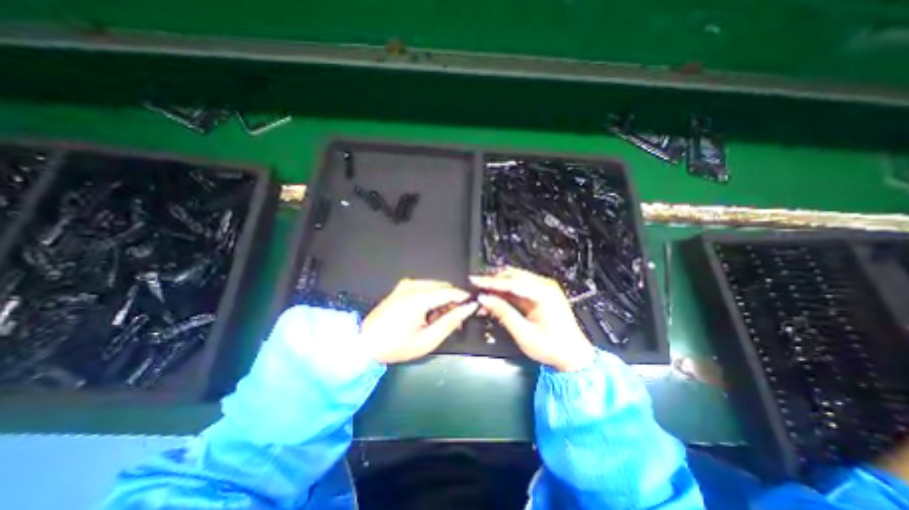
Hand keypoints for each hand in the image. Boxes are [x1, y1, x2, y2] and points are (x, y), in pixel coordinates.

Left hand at [360, 276, 477, 363]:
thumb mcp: (428, 340)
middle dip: (453, 301)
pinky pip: (425, 287)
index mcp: (419, 298)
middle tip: (455, 320)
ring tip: (440, 319)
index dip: (464, 299)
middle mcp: (413, 285)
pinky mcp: (402, 287)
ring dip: (443, 299)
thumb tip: (468, 308)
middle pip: (444, 287)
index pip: (450, 291)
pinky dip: (432, 297)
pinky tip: (429, 312)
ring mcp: (406, 284)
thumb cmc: (396, 345)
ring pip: (435, 286)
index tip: (471, 308)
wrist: (366, 343)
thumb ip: (451, 321)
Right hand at [468, 266, 598, 369]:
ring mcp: (543, 288)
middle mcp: (544, 285)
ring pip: (514, 280)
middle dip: (492, 282)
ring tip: (483, 296)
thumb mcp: (524, 333)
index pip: (510, 282)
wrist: (574, 356)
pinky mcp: (541, 294)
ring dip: (498, 286)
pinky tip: (495, 299)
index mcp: (543, 293)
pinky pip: (519, 288)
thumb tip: (484, 299)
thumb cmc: (552, 347)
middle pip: (512, 276)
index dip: (490, 281)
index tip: (474, 281)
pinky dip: (505, 292)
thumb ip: (503, 313)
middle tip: (476, 289)